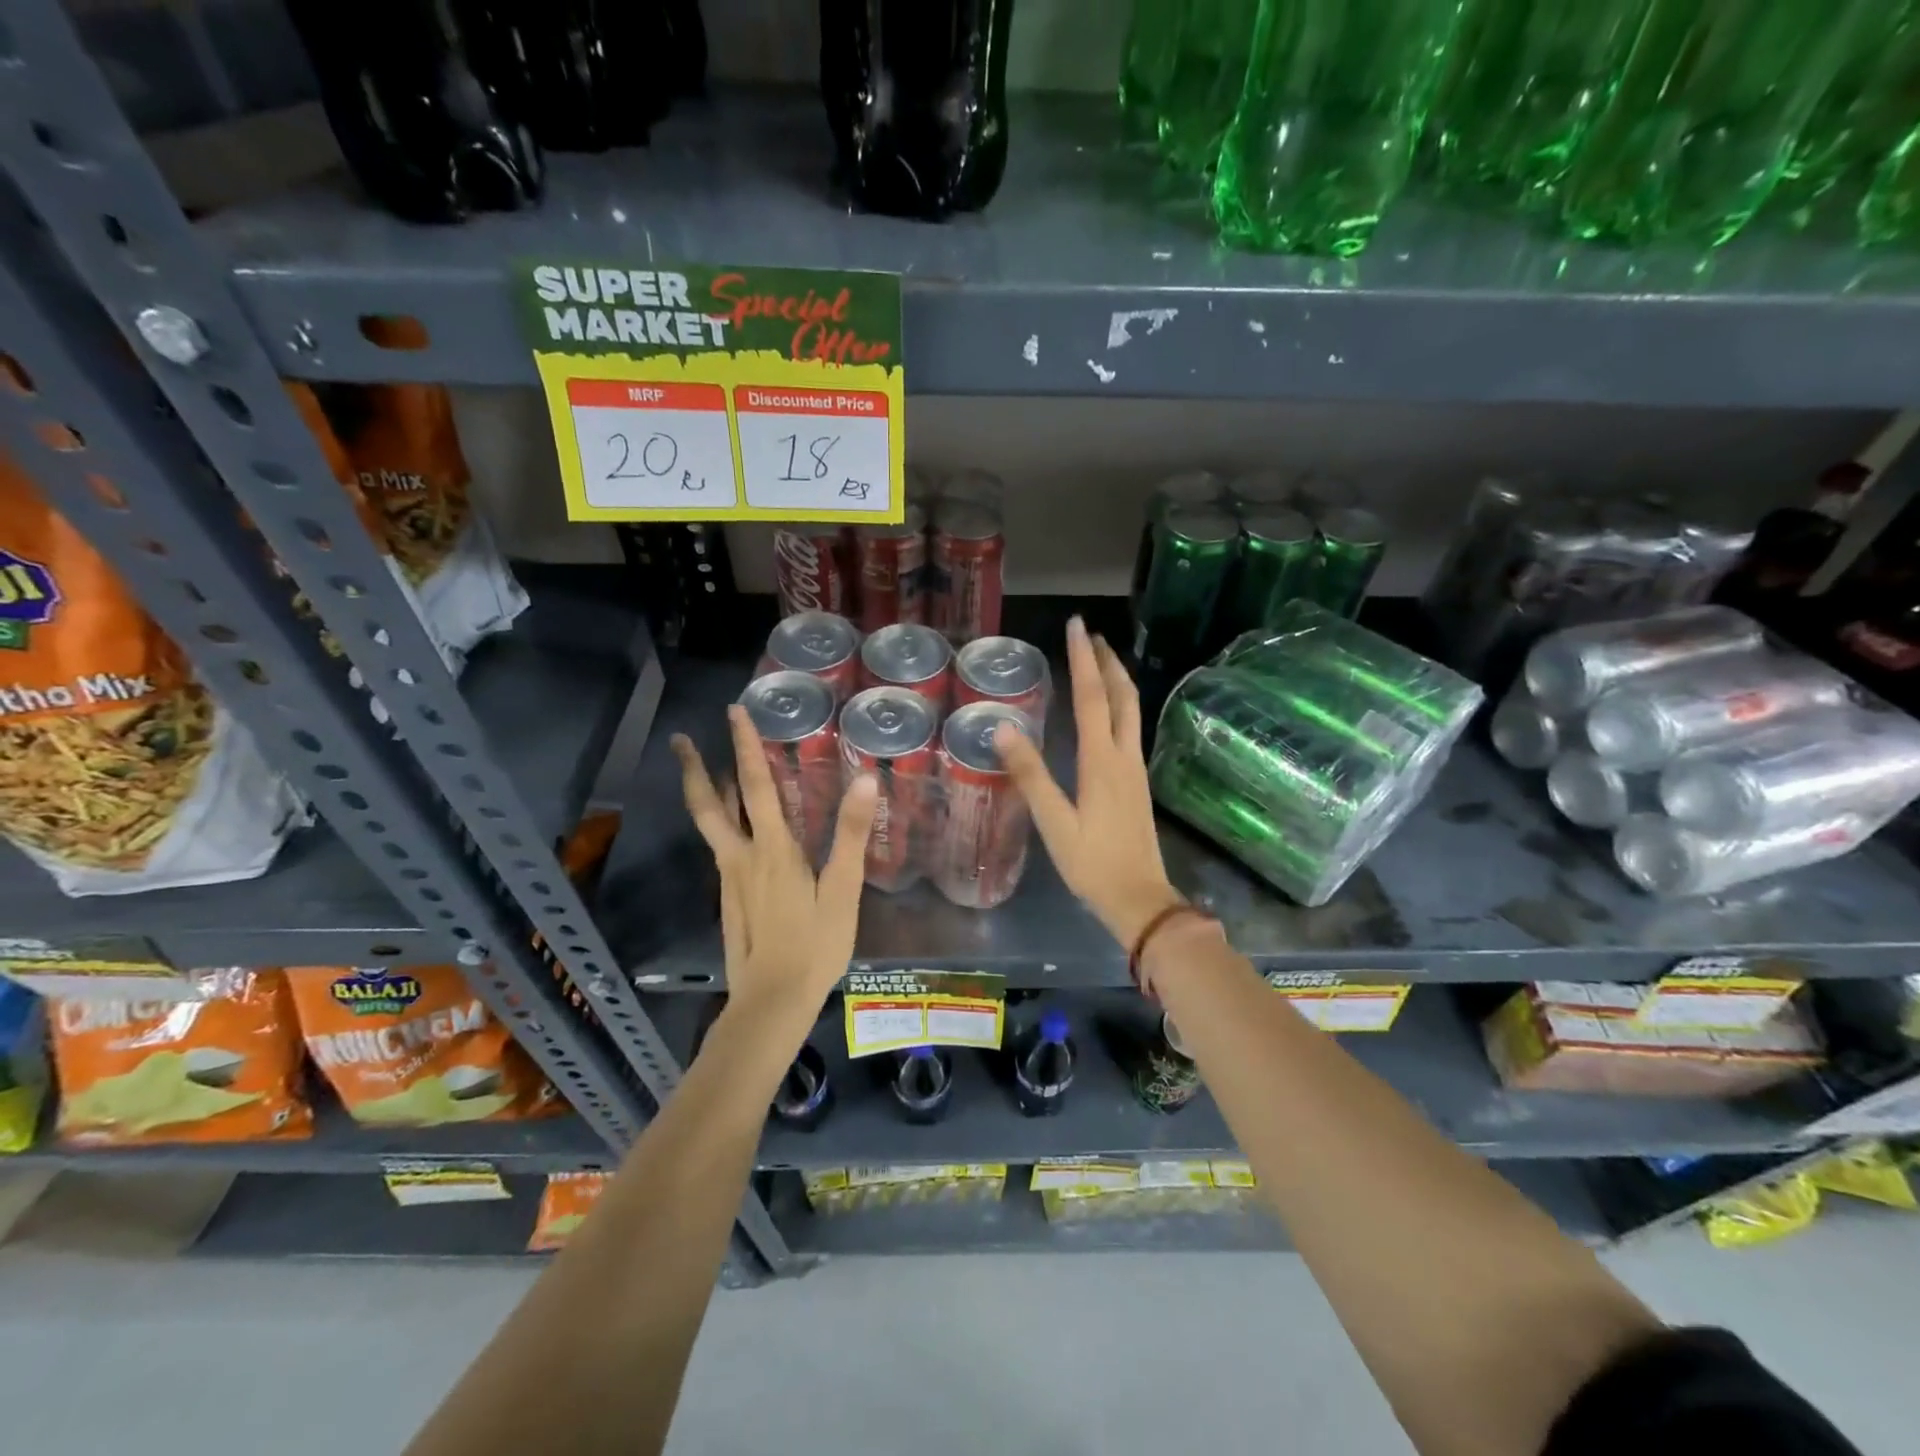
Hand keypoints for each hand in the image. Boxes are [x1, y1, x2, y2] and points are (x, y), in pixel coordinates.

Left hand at [673, 705, 877, 1015]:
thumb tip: (864, 779)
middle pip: (710, 805)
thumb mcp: (842, 891)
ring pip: (712, 826)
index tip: (733, 712)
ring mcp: (730, 880)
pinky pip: (722, 848)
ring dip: (707, 793)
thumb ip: (850, 835)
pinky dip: (722, 823)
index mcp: (771, 850)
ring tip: (703, 769)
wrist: (771, 1002)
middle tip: (680, 739)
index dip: (745, 747)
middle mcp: (741, 858)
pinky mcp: (729, 900)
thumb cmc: (814, 945)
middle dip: (694, 769)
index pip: (757, 786)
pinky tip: (737, 829)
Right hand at [992, 616, 1182, 949]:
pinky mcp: (1136, 783)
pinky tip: (1108, 713)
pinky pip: (1129, 729)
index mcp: (1102, 760)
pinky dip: (1118, 705)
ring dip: (1116, 681)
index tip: (1077, 625)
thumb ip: (1031, 775)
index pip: (1092, 697)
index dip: (1083, 659)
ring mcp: (1134, 769)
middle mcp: (1123, 756)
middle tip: (1091, 635)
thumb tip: (1003, 728)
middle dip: (1107, 662)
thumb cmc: (1092, 863)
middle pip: (1121, 696)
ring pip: (1130, 711)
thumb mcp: (1054, 822)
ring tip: (1101, 662)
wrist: (1140, 898)